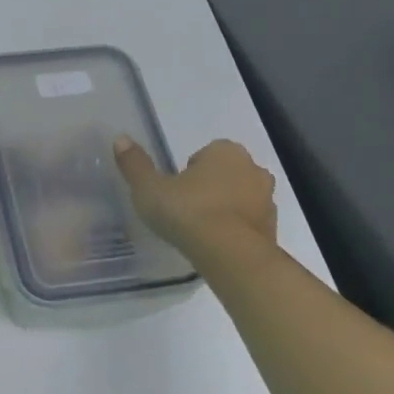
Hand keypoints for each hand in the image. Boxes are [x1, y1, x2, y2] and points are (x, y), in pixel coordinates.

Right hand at [112, 135, 279, 270]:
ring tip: (200, 231)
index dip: (187, 173)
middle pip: (224, 174)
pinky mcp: (273, 228)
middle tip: (185, 211)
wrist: (231, 255)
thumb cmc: (188, 212)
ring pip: (239, 198)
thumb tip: (120, 138)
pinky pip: (248, 224)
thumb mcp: (149, 189)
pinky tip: (216, 246)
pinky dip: (235, 231)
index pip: (203, 155)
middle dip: (209, 188)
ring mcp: (267, 199)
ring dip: (224, 209)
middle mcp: (252, 168)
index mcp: (225, 151)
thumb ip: (135, 164)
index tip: (174, 193)